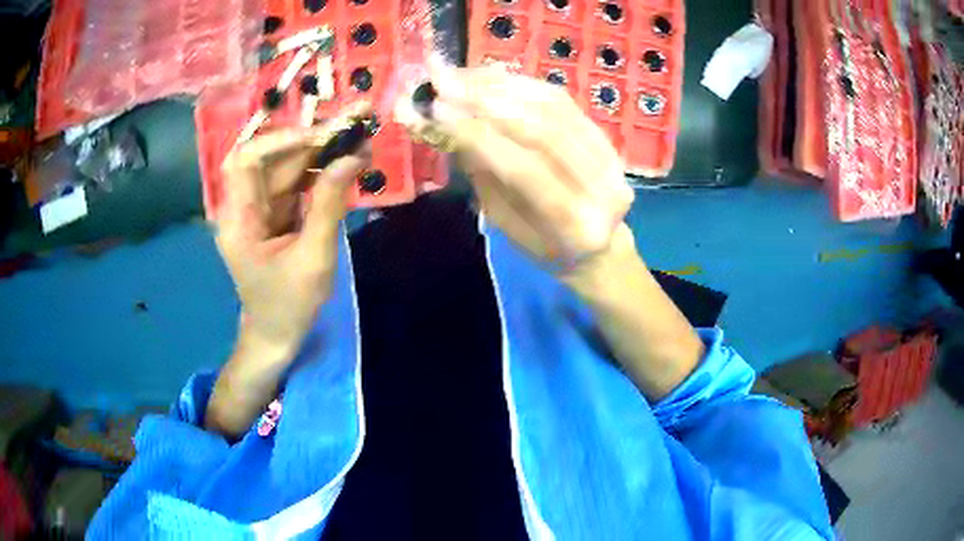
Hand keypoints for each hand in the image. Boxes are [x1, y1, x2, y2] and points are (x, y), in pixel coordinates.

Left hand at [215, 103, 371, 355]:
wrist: (276, 335)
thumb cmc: (290, 305)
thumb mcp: (314, 259)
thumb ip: (329, 205)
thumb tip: (352, 157)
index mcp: (239, 221)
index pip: (247, 161)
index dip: (281, 141)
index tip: (322, 136)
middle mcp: (242, 208)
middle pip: (269, 160)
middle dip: (310, 142)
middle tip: (352, 129)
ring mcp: (257, 210)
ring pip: (284, 168)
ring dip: (319, 153)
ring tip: (356, 142)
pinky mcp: (272, 215)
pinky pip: (294, 183)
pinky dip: (318, 171)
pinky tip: (344, 164)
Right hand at [395, 64, 633, 270]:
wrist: (600, 249)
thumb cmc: (546, 249)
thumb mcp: (509, 228)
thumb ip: (486, 180)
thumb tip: (452, 128)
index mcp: (576, 228)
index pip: (525, 170)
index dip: (480, 136)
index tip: (438, 111)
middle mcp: (603, 190)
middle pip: (544, 131)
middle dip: (488, 102)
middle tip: (445, 83)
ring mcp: (612, 162)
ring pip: (555, 109)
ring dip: (503, 86)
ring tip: (462, 76)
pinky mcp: (610, 141)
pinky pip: (565, 102)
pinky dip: (524, 85)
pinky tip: (493, 77)